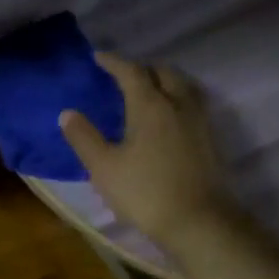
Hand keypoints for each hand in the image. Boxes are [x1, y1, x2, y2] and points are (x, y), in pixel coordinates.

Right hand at [60, 52, 231, 249]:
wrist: (198, 221)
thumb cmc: (145, 192)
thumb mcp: (104, 167)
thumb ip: (84, 137)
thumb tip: (67, 113)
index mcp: (150, 105)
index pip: (131, 72)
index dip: (114, 62)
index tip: (98, 57)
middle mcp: (178, 104)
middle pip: (163, 72)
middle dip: (142, 69)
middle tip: (124, 76)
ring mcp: (199, 121)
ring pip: (183, 86)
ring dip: (164, 81)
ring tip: (148, 92)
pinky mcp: (211, 139)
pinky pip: (193, 104)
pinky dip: (177, 99)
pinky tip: (168, 117)